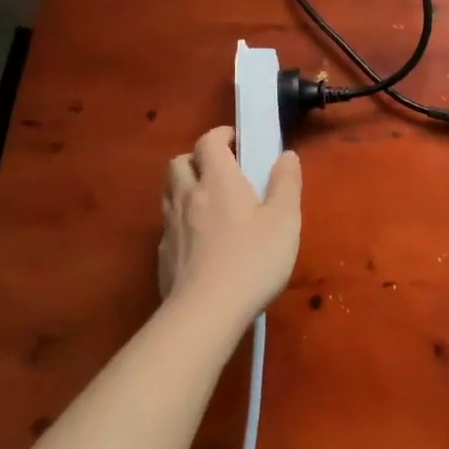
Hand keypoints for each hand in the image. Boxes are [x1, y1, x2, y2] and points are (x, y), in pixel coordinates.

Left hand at [159, 127, 301, 330]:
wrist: (205, 313)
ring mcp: (170, 226)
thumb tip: (286, 155)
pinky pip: (167, 225)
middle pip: (179, 162)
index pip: (208, 142)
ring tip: (206, 201)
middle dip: (196, 159)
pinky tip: (197, 240)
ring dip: (184, 186)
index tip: (236, 141)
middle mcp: (189, 195)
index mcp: (218, 180)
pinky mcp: (162, 256)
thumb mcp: (284, 220)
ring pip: (168, 192)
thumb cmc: (252, 260)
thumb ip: (286, 184)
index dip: (220, 135)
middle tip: (219, 171)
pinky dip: (180, 221)